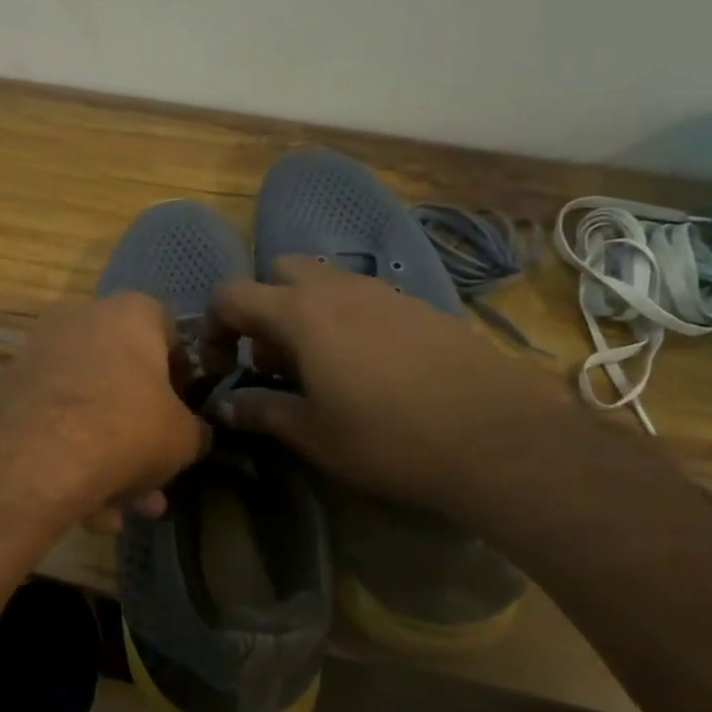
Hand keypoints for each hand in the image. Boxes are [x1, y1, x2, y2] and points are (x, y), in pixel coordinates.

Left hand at [0, 293, 209, 531]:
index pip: (169, 333)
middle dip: (141, 435)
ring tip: (125, 510)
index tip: (185, 413)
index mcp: (131, 313)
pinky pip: (53, 424)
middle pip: (123, 378)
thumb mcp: (184, 438)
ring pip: (87, 408)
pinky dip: (72, 462)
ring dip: (110, 460)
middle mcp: (82, 319)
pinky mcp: (8, 390)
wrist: (35, 456)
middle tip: (155, 477)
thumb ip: (195, 432)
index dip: (182, 377)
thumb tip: (194, 436)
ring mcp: (39, 353)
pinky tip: (89, 514)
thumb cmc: (127, 429)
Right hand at [205, 258, 564, 513]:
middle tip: (271, 361)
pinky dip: (345, 319)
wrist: (499, 438)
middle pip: (279, 273)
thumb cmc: (388, 438)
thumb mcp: (312, 434)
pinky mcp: (420, 306)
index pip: (232, 295)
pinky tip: (366, 368)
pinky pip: (363, 298)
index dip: (213, 327)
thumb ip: (260, 411)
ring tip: (318, 368)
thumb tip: (223, 406)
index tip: (220, 367)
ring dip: (304, 314)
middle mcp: (338, 288)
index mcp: (301, 313)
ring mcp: (384, 292)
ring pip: (324, 283)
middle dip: (263, 309)